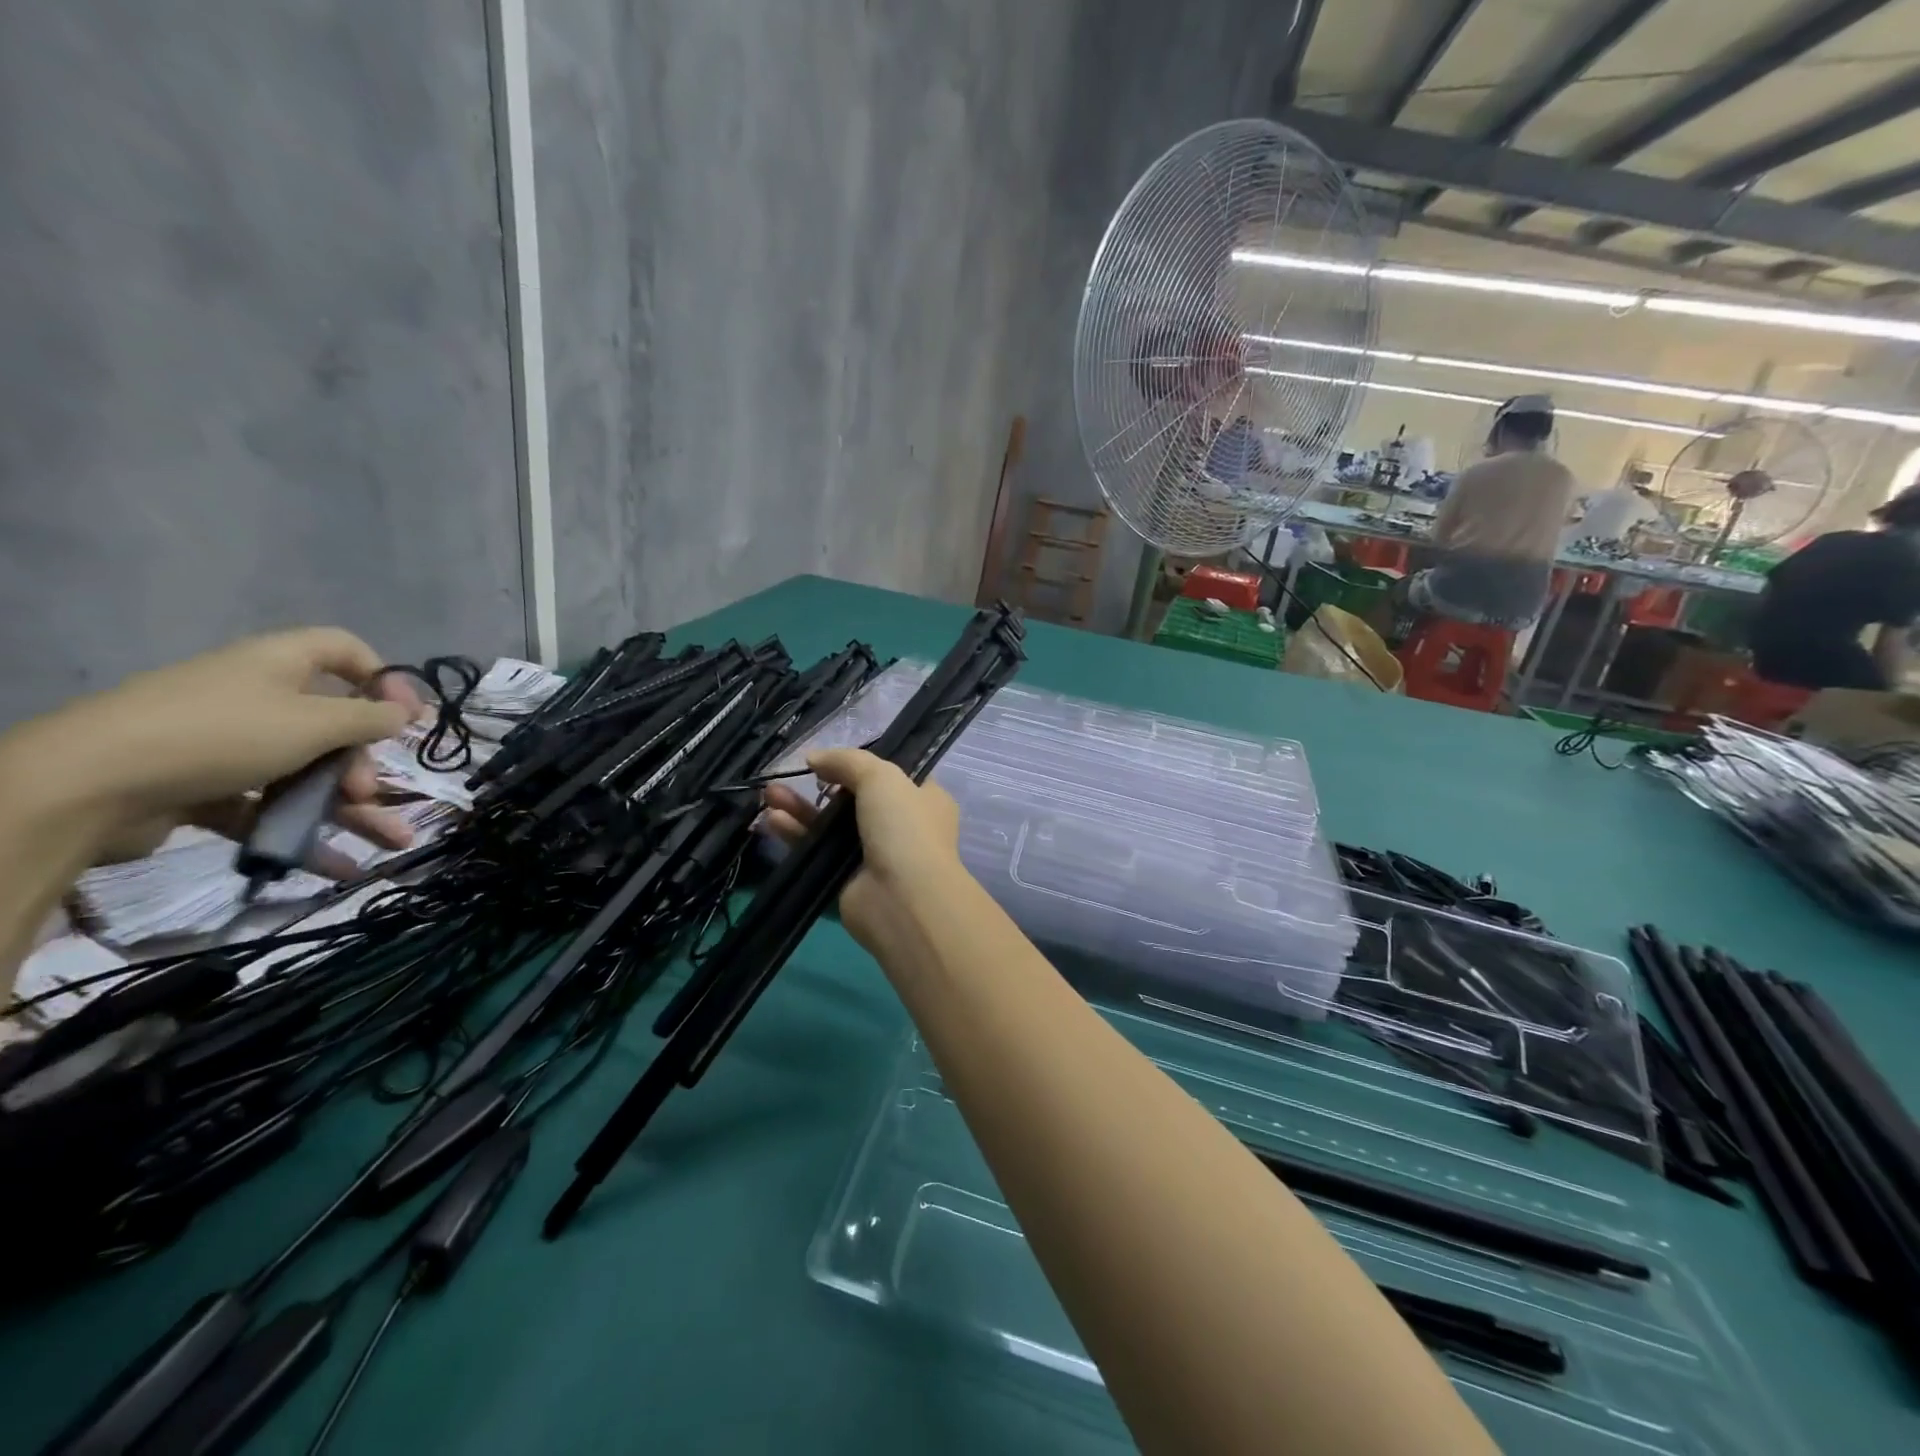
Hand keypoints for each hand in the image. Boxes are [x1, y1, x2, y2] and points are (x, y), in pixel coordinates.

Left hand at [0, 628, 423, 866]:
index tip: (408, 717)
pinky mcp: (203, 786)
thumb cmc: (221, 734)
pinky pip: (269, 805)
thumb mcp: (313, 722)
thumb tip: (402, 714)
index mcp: (278, 664)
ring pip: (306, 771)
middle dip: (362, 763)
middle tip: (367, 792)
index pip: (344, 651)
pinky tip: (338, 864)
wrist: (87, 786)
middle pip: (331, 723)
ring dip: (350, 807)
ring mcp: (227, 743)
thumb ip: (369, 719)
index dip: (384, 679)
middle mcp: (255, 696)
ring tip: (391, 840)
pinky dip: (304, 832)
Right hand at [761, 748, 962, 957]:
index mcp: (924, 799)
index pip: (893, 775)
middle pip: (854, 799)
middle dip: (821, 785)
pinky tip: (772, 819)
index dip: (864, 765)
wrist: (903, 900)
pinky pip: (817, 850)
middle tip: (792, 774)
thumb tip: (813, 757)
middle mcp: (900, 826)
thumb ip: (847, 761)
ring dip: (800, 808)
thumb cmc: (904, 828)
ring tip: (769, 793)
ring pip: (830, 824)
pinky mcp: (845, 878)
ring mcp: (872, 854)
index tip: (833, 758)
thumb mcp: (881, 777)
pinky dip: (796, 833)